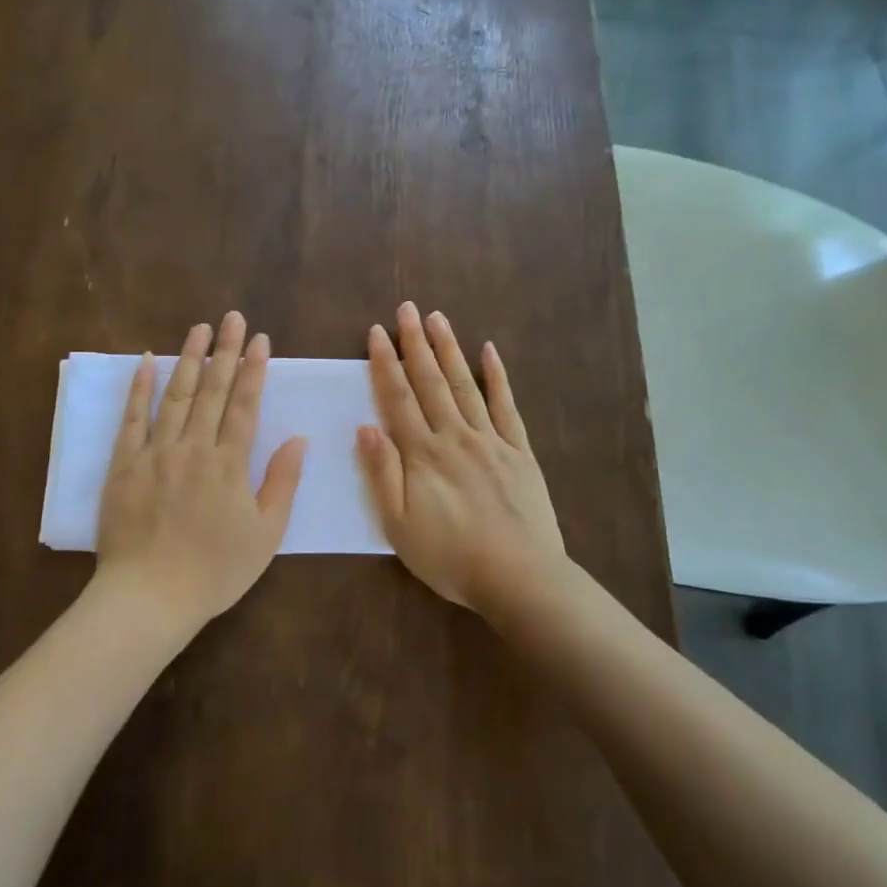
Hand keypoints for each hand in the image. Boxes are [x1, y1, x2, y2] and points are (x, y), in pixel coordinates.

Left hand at [95, 311, 307, 635]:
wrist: (150, 596)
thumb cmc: (215, 571)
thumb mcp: (265, 534)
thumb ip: (282, 482)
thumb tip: (299, 438)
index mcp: (229, 464)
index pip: (246, 405)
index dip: (255, 370)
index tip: (261, 339)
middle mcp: (193, 447)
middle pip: (213, 390)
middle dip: (226, 351)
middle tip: (233, 318)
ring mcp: (156, 452)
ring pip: (176, 395)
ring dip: (190, 358)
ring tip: (200, 328)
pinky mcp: (124, 464)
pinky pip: (132, 418)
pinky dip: (140, 388)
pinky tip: (148, 361)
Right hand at [357, 302, 566, 615]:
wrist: (519, 577)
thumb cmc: (450, 557)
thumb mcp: (399, 525)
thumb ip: (382, 474)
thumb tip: (366, 427)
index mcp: (423, 454)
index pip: (398, 398)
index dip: (386, 363)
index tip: (377, 332)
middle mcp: (455, 436)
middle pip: (431, 382)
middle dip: (416, 343)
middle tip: (407, 308)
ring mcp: (491, 440)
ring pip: (466, 385)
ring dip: (450, 350)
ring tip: (438, 319)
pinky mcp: (520, 452)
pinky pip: (507, 407)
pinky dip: (498, 377)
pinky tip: (490, 352)